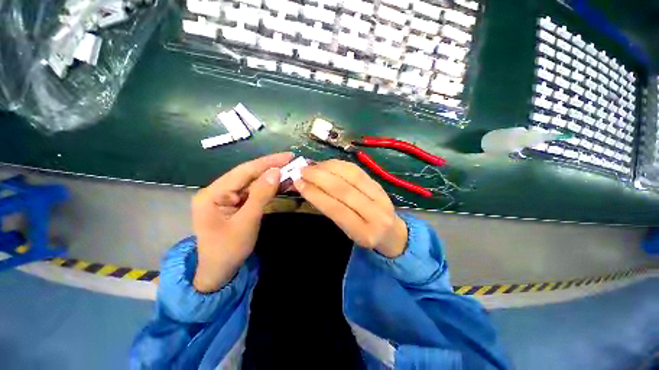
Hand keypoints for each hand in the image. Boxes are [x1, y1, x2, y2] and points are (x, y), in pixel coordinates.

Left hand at [192, 152, 293, 291]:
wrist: (219, 272)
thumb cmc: (229, 250)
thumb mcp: (247, 222)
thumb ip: (261, 195)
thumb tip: (276, 172)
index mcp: (213, 194)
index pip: (243, 171)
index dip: (267, 162)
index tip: (287, 156)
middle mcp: (217, 191)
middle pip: (247, 174)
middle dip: (270, 167)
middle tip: (291, 160)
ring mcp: (226, 197)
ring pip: (251, 182)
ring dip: (270, 176)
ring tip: (289, 169)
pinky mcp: (234, 203)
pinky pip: (253, 191)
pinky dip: (267, 187)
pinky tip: (279, 182)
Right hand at [294, 160, 407, 257]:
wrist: (393, 233)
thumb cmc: (365, 236)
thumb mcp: (348, 233)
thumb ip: (332, 213)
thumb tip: (311, 189)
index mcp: (363, 233)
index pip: (336, 209)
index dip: (316, 194)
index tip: (299, 183)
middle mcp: (375, 214)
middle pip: (344, 190)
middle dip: (320, 177)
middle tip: (302, 170)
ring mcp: (381, 197)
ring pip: (352, 176)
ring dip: (329, 167)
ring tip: (313, 165)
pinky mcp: (380, 185)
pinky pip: (359, 171)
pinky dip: (341, 164)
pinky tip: (329, 164)